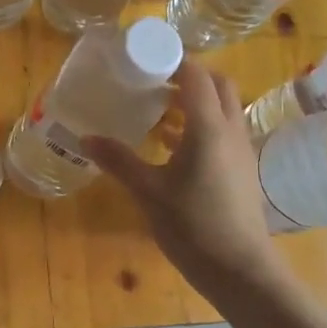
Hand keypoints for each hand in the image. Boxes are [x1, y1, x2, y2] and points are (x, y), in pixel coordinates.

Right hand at [83, 61, 326, 327]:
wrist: (241, 270)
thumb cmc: (193, 226)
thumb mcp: (148, 192)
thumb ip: (119, 160)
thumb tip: (84, 137)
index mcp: (208, 127)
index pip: (195, 75)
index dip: (172, 59)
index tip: (144, 57)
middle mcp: (230, 129)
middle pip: (217, 83)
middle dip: (189, 74)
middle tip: (153, 79)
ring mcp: (241, 149)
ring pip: (223, 107)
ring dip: (196, 99)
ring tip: (158, 108)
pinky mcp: (242, 168)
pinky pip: (223, 130)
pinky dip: (201, 124)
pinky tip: (173, 143)